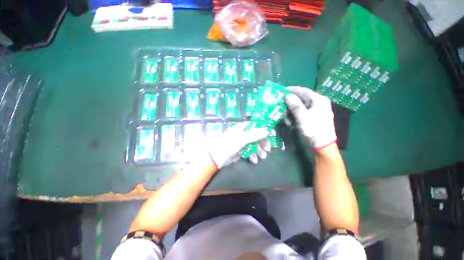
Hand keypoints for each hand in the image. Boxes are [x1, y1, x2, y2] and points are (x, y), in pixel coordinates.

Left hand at [207, 122, 269, 167]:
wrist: (216, 157)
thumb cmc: (228, 144)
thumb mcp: (242, 139)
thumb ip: (255, 134)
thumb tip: (268, 130)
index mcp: (243, 128)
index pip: (257, 125)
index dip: (265, 128)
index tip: (272, 134)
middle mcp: (244, 134)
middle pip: (257, 136)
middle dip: (263, 142)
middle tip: (268, 149)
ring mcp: (242, 142)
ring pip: (254, 144)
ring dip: (259, 150)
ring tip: (262, 157)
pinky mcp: (241, 150)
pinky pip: (250, 151)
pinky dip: (253, 155)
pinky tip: (254, 160)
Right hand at [285, 86, 336, 148]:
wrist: (322, 145)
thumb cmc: (314, 130)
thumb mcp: (303, 117)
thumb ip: (295, 105)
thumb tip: (287, 95)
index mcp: (319, 100)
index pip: (303, 91)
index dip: (292, 90)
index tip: (281, 91)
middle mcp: (318, 103)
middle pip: (301, 99)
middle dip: (290, 103)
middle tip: (280, 105)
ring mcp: (315, 111)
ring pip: (300, 106)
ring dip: (291, 111)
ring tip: (284, 116)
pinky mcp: (312, 117)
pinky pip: (301, 113)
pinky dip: (294, 115)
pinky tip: (290, 121)